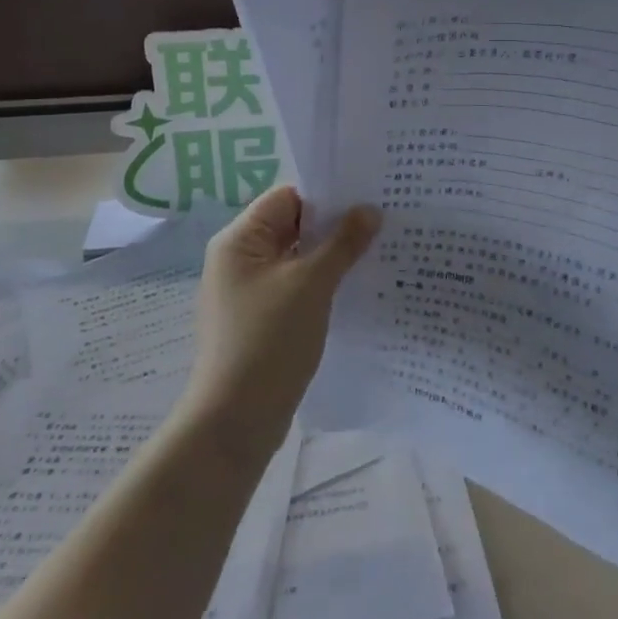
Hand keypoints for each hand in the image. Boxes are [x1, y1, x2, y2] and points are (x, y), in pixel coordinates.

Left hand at [184, 186, 380, 454]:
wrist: (234, 422)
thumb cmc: (269, 341)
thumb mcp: (312, 284)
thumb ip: (342, 243)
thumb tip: (370, 209)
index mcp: (239, 240)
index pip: (287, 198)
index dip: (327, 196)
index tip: (369, 197)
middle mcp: (238, 259)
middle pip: (292, 226)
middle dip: (334, 226)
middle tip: (383, 223)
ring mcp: (248, 292)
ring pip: (296, 259)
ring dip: (331, 257)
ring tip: (377, 252)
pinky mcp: (260, 320)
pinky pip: (294, 287)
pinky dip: (321, 284)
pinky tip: (354, 289)